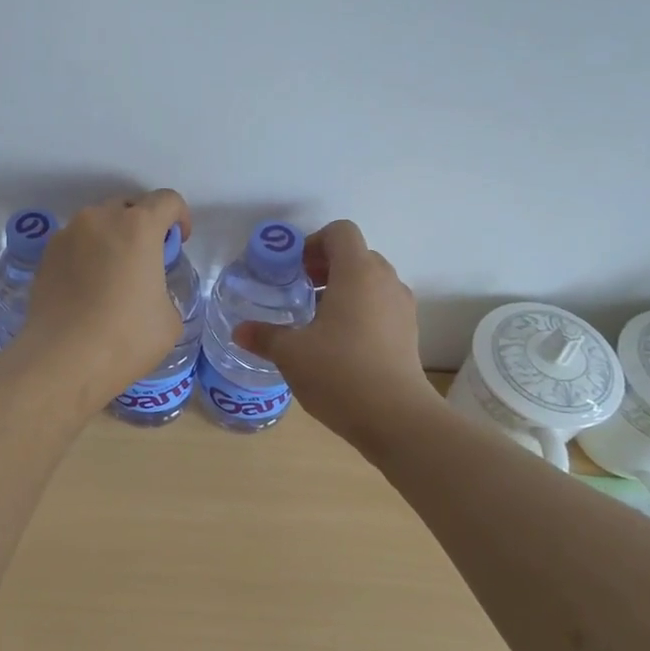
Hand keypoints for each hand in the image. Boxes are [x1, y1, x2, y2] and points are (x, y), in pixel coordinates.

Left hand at [15, 190, 191, 405]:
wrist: (61, 361)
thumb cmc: (126, 338)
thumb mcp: (169, 318)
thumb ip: (163, 288)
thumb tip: (148, 290)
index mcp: (138, 226)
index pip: (167, 200)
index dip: (179, 217)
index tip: (178, 243)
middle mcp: (99, 219)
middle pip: (128, 207)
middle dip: (142, 227)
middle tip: (145, 261)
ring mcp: (66, 235)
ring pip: (97, 225)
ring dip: (111, 240)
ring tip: (112, 278)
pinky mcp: (44, 256)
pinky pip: (74, 245)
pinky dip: (86, 257)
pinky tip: (86, 291)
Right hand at [232, 220, 441, 444]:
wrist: (397, 419)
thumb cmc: (339, 372)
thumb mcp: (291, 353)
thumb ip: (264, 336)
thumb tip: (239, 330)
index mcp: (357, 273)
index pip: (340, 232)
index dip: (313, 243)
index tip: (293, 270)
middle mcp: (385, 281)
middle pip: (356, 255)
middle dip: (325, 267)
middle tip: (299, 292)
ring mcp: (402, 308)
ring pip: (371, 282)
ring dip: (343, 290)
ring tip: (316, 320)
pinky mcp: (409, 333)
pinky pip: (382, 306)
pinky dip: (360, 311)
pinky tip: (339, 344)